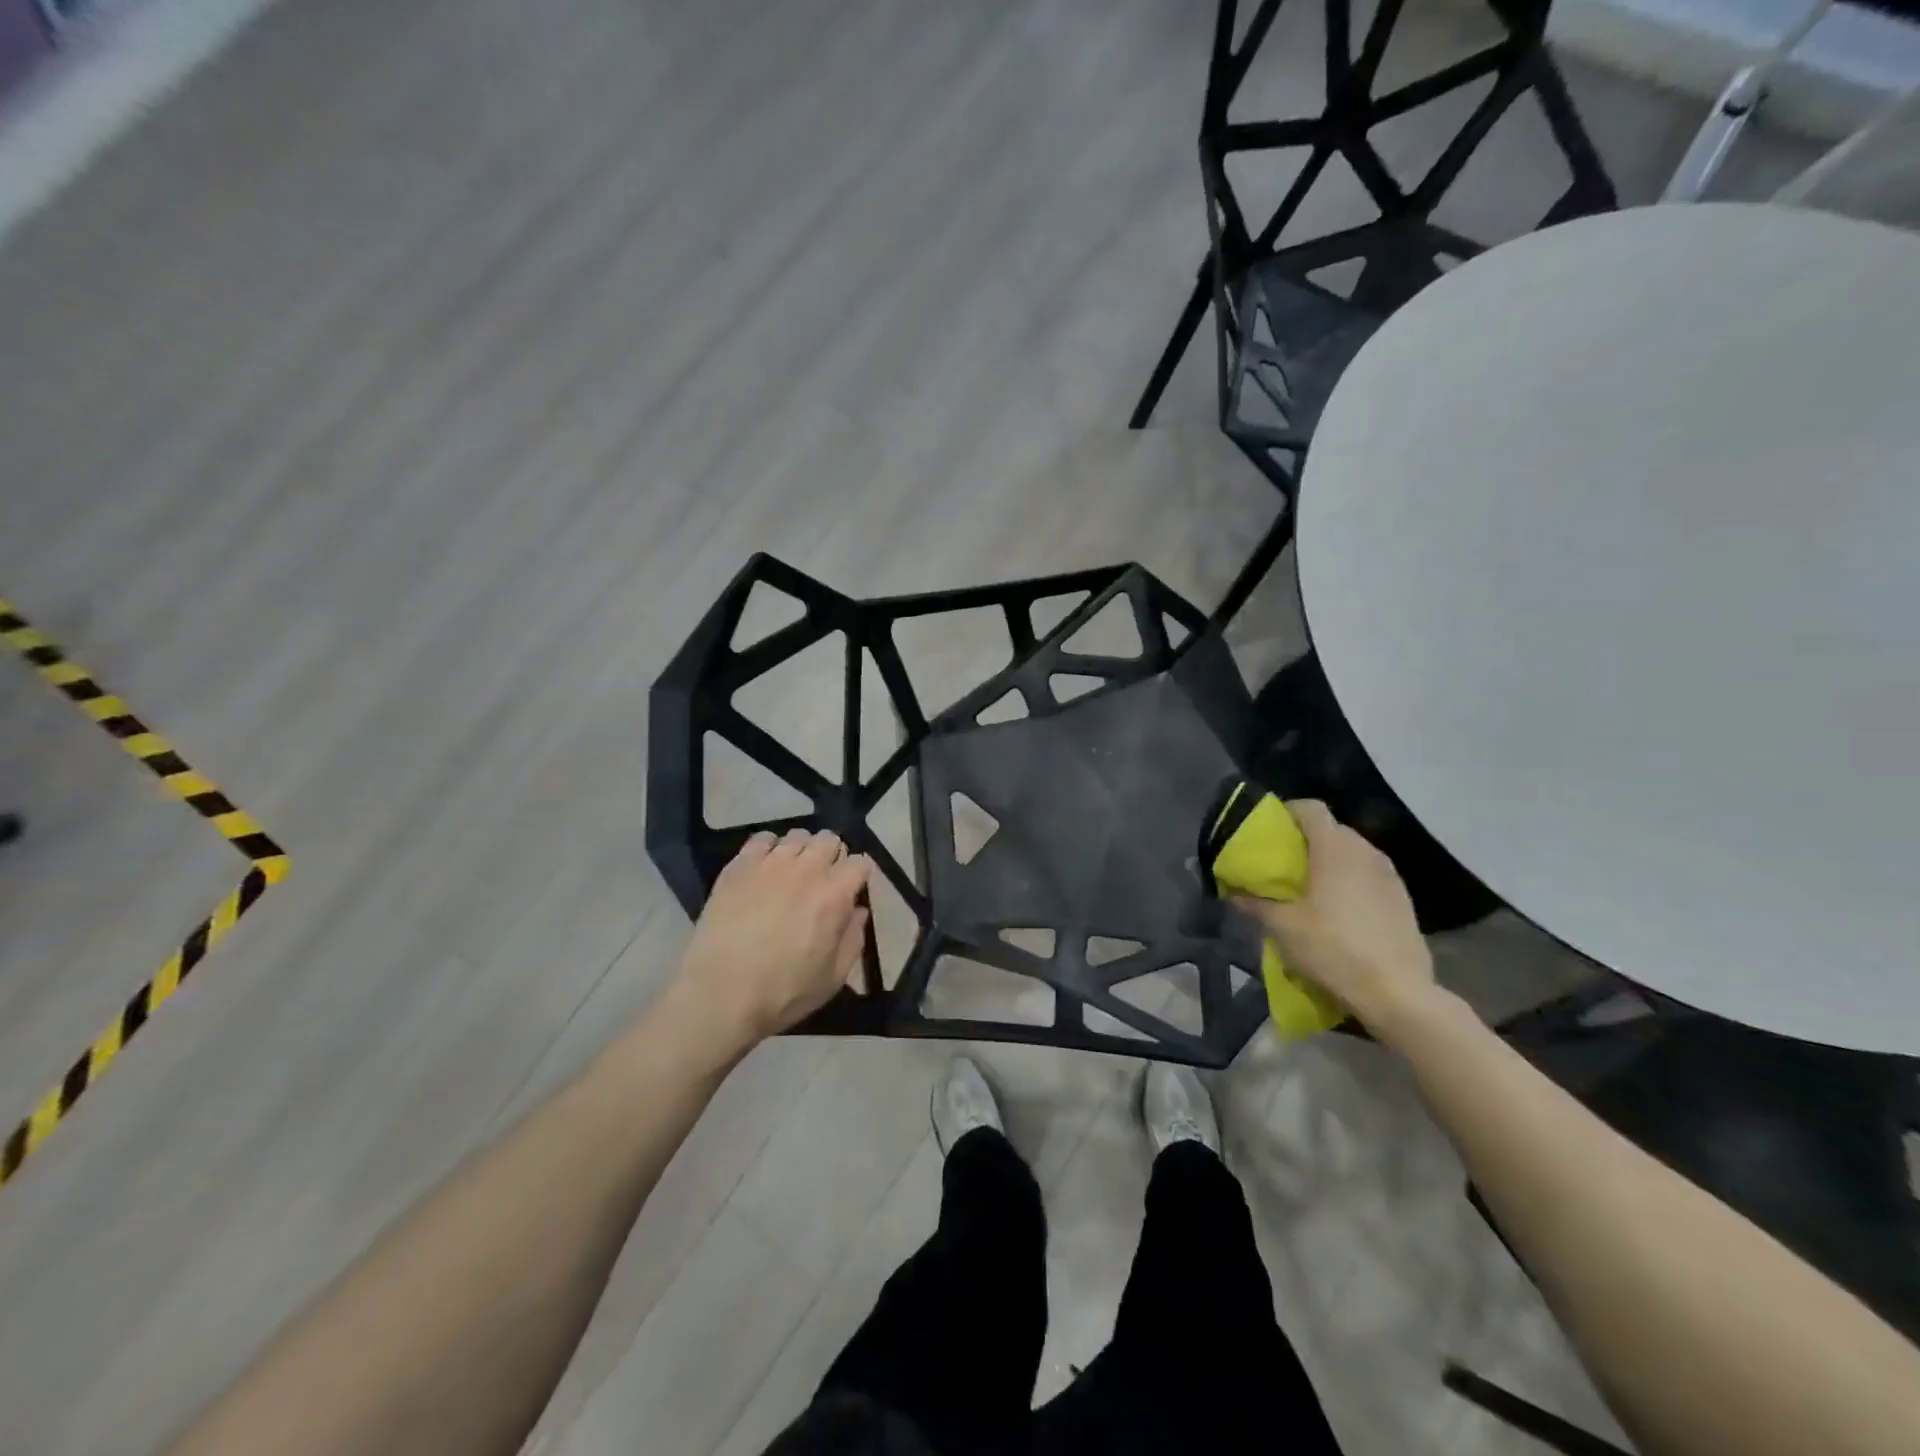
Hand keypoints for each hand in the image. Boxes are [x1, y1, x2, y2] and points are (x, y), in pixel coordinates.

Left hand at [669, 829, 870, 1050]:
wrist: (721, 994)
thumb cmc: (784, 992)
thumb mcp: (833, 977)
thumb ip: (853, 939)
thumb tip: (858, 911)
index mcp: (835, 895)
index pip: (860, 862)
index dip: (858, 875)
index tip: (851, 889)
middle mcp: (807, 869)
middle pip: (829, 840)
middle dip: (832, 855)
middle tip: (822, 879)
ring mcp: (771, 863)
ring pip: (797, 836)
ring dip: (801, 850)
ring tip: (791, 872)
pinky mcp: (739, 866)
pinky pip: (761, 839)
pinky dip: (768, 848)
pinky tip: (763, 868)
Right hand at [1231, 799, 1437, 1038]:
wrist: (1398, 992)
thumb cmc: (1333, 949)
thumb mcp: (1282, 928)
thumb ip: (1254, 905)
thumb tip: (1233, 894)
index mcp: (1334, 848)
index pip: (1311, 808)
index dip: (1288, 812)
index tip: (1270, 830)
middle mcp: (1365, 852)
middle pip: (1332, 829)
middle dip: (1306, 840)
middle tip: (1284, 863)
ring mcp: (1389, 875)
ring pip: (1353, 853)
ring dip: (1330, 862)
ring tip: (1311, 887)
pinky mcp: (1403, 898)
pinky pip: (1369, 875)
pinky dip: (1351, 881)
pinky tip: (1340, 910)